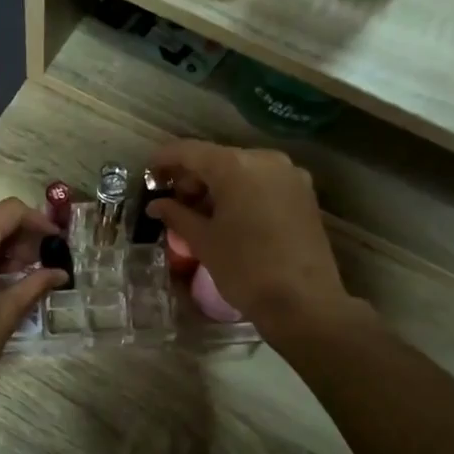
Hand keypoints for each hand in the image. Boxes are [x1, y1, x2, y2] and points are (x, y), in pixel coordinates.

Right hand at [146, 141, 360, 340]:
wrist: (304, 302)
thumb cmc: (245, 269)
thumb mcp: (203, 242)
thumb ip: (177, 215)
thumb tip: (157, 205)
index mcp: (236, 166)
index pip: (190, 151)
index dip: (165, 159)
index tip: (148, 172)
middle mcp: (266, 160)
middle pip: (218, 159)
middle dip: (193, 177)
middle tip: (174, 203)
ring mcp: (290, 175)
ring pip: (242, 171)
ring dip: (217, 187)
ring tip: (200, 215)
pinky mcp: (304, 194)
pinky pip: (263, 183)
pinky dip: (241, 193)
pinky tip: (229, 217)